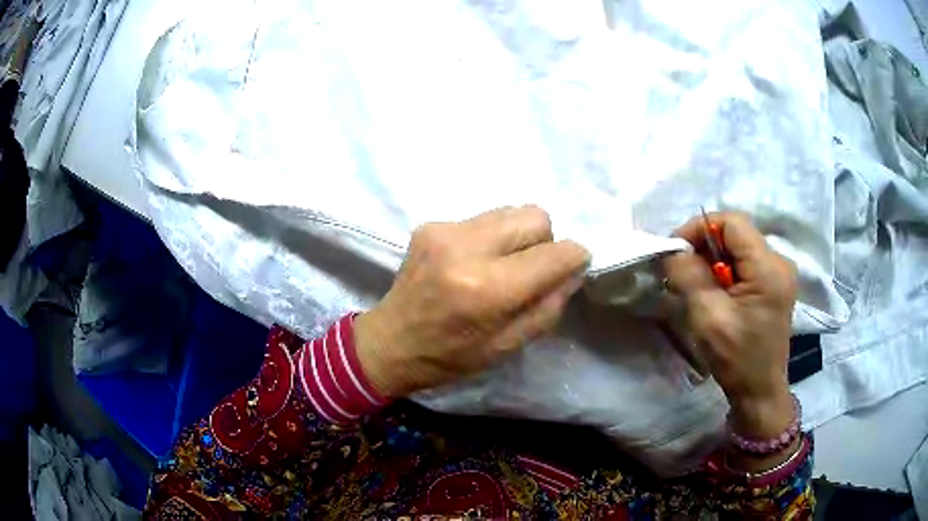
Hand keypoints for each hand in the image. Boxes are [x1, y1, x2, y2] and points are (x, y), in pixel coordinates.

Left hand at [354, 206, 590, 398]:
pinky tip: (471, 261)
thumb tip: (573, 269)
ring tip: (500, 265)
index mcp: (488, 289)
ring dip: (517, 236)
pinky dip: (490, 236)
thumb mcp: (509, 346)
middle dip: (544, 242)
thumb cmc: (452, 356)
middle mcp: (466, 247)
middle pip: (536, 216)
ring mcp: (444, 230)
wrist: (391, 341)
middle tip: (530, 270)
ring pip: (511, 210)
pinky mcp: (430, 224)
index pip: (555, 253)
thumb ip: (548, 306)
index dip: (574, 257)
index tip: (573, 267)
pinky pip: (483, 218)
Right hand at [663, 212, 797, 438]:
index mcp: (768, 268)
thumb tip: (674, 250)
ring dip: (713, 259)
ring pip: (739, 247)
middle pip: (736, 233)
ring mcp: (779, 273)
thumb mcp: (708, 317)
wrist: (759, 391)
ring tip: (695, 284)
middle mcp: (779, 262)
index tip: (677, 251)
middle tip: (681, 270)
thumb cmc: (736, 358)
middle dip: (705, 246)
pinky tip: (714, 291)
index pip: (732, 222)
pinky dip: (724, 270)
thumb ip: (689, 276)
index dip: (700, 228)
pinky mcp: (774, 284)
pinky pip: (745, 262)